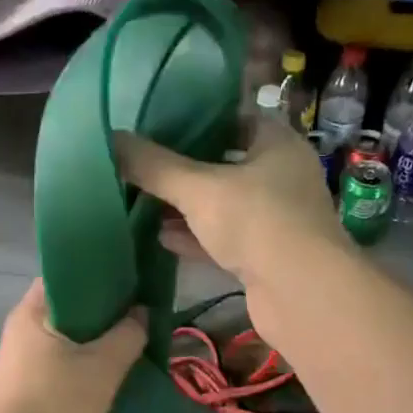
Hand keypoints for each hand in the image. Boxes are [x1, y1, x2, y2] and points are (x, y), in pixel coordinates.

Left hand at [0, 281, 146, 412]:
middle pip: (66, 306)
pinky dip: (79, 361)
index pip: (64, 274)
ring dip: (91, 340)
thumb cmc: (57, 399)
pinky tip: (103, 371)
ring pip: (63, 336)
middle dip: (100, 310)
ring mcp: (18, 356)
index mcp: (32, 310)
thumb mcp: (104, 365)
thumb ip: (129, 334)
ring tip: (125, 342)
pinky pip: (56, 359)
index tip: (127, 282)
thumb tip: (143, 312)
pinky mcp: (22, 382)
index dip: (97, 274)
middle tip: (133, 314)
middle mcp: (20, 326)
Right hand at [114, 118, 350, 288]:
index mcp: (276, 144)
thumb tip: (110, 138)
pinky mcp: (266, 256)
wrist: (302, 293)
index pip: (233, 118)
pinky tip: (160, 237)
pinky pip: (224, 238)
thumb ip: (154, 166)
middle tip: (142, 164)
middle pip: (224, 163)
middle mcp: (280, 176)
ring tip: (142, 201)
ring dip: (186, 206)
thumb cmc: (256, 221)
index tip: (156, 125)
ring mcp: (275, 219)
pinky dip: (195, 237)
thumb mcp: (198, 188)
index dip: (195, 119)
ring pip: (222, 205)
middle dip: (183, 167)